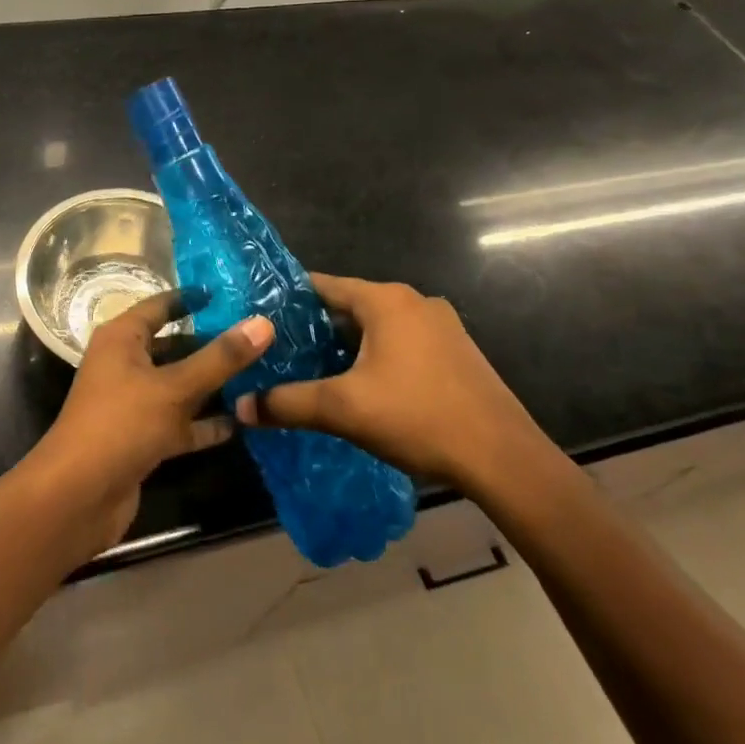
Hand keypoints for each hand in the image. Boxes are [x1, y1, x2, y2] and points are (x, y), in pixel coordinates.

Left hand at [26, 293, 274, 555]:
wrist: (78, 496)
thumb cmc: (122, 424)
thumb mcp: (175, 387)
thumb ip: (220, 357)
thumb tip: (263, 322)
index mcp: (121, 338)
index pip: (160, 307)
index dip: (191, 300)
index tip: (229, 296)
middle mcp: (124, 365)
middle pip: (174, 347)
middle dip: (212, 345)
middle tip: (258, 339)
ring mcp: (132, 404)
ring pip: (178, 386)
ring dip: (212, 386)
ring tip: (260, 376)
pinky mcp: (141, 439)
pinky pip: (179, 423)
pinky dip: (205, 423)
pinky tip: (242, 422)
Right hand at [235, 273, 553, 498]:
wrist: (503, 458)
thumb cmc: (418, 417)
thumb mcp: (343, 409)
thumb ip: (288, 403)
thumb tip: (240, 406)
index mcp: (385, 300)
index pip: (323, 285)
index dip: (289, 301)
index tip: (260, 318)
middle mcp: (414, 301)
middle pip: (350, 306)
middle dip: (316, 328)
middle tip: (282, 351)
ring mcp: (441, 325)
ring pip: (377, 326)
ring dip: (348, 345)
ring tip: (315, 370)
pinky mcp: (456, 351)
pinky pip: (402, 342)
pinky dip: (377, 355)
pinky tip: (364, 386)